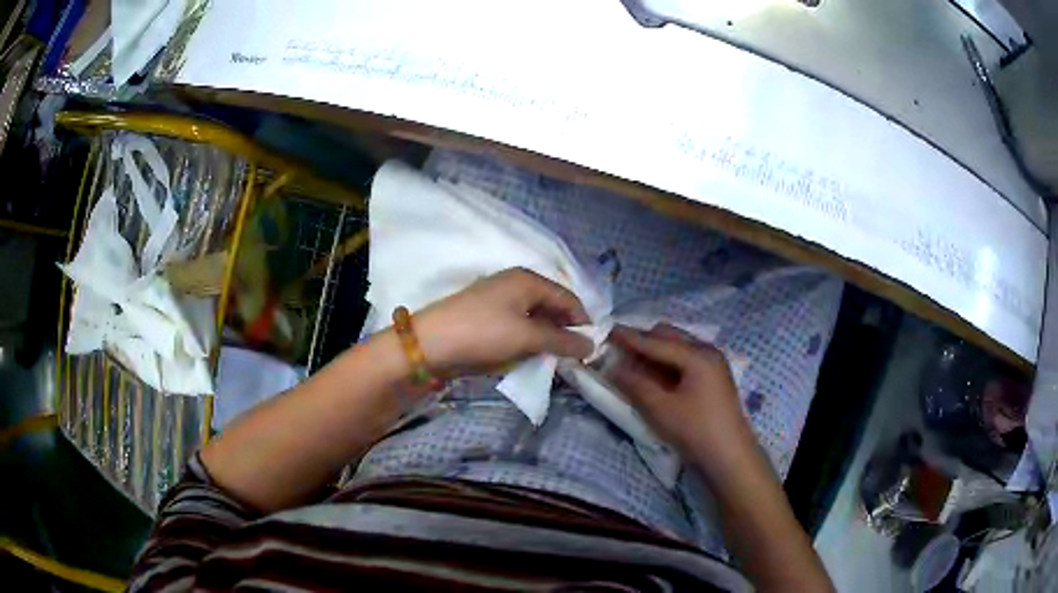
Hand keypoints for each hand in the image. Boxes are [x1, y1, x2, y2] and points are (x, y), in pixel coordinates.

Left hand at [413, 268, 593, 375]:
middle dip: (564, 331)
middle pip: (552, 306)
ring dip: (546, 339)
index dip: (582, 321)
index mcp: (527, 279)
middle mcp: (515, 285)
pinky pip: (518, 328)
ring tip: (554, 361)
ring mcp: (499, 301)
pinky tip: (530, 358)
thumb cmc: (483, 333)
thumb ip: (562, 340)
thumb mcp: (527, 336)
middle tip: (574, 357)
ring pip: (535, 319)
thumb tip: (592, 345)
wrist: (429, 345)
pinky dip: (528, 342)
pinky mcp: (487, 319)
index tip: (591, 348)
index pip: (567, 297)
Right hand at [608, 324, 754, 467]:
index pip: (657, 341)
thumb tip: (613, 367)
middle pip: (670, 336)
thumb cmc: (695, 430)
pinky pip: (685, 359)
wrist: (730, 456)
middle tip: (619, 350)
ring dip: (655, 352)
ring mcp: (713, 364)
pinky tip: (654, 375)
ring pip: (678, 347)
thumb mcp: (660, 409)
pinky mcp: (713, 378)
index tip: (607, 331)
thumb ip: (635, 384)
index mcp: (698, 355)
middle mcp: (708, 351)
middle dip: (644, 341)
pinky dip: (667, 363)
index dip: (630, 337)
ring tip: (633, 363)